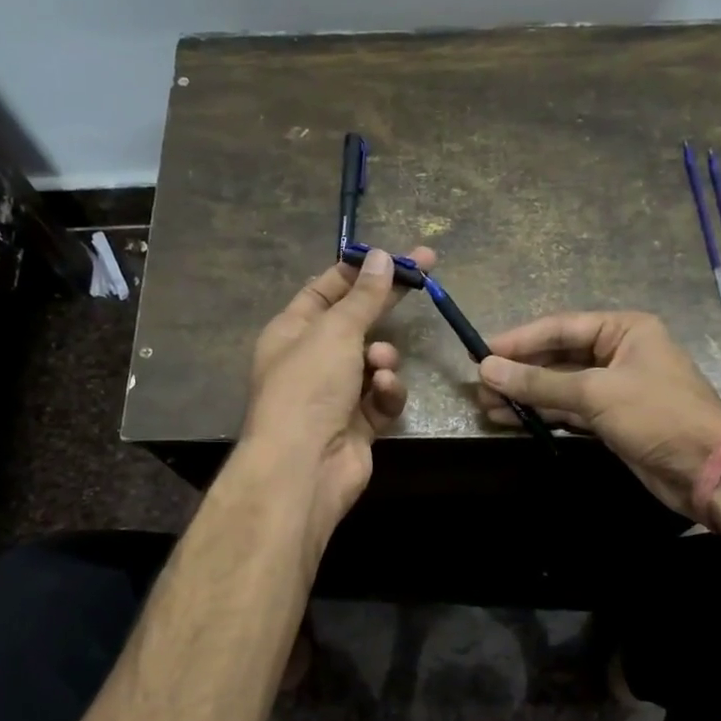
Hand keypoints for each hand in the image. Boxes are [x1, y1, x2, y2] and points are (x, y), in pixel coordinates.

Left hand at [241, 246, 436, 539]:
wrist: (303, 467)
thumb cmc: (309, 387)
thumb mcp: (336, 331)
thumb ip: (364, 296)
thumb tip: (381, 257)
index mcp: (293, 330)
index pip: (327, 288)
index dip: (361, 269)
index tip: (398, 253)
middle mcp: (312, 358)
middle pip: (357, 320)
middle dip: (388, 301)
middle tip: (427, 273)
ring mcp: (335, 393)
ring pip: (374, 360)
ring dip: (383, 359)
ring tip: (380, 364)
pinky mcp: (358, 424)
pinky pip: (382, 397)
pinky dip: (385, 393)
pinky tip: (382, 394)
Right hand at [476, 310, 720, 515]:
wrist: (711, 471)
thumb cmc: (658, 415)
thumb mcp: (596, 393)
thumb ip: (540, 382)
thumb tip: (487, 369)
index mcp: (624, 330)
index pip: (561, 327)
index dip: (520, 340)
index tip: (482, 352)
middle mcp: (619, 353)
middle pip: (559, 357)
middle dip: (520, 372)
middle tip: (479, 386)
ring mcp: (615, 389)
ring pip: (561, 386)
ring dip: (526, 396)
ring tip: (486, 406)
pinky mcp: (613, 421)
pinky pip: (569, 410)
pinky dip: (543, 415)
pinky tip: (512, 419)